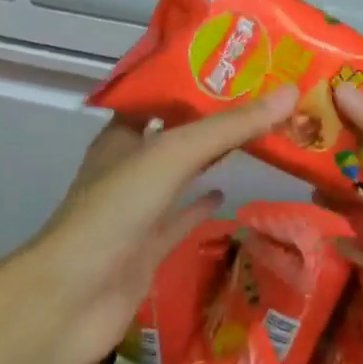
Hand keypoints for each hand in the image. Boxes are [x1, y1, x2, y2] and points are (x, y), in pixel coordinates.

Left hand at [26, 87, 298, 363]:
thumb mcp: (173, 154)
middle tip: (264, 99)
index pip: (162, 94)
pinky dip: (203, 207)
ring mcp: (138, 209)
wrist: (72, 298)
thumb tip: (289, 93)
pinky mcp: (148, 248)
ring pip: (182, 175)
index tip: (240, 65)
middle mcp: (129, 166)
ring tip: (259, 138)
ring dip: (213, 159)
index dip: (197, 79)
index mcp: (123, 134)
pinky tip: (230, 195)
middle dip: (215, 119)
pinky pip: (181, 219)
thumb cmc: (116, 210)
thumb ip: (229, 127)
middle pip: (177, 133)